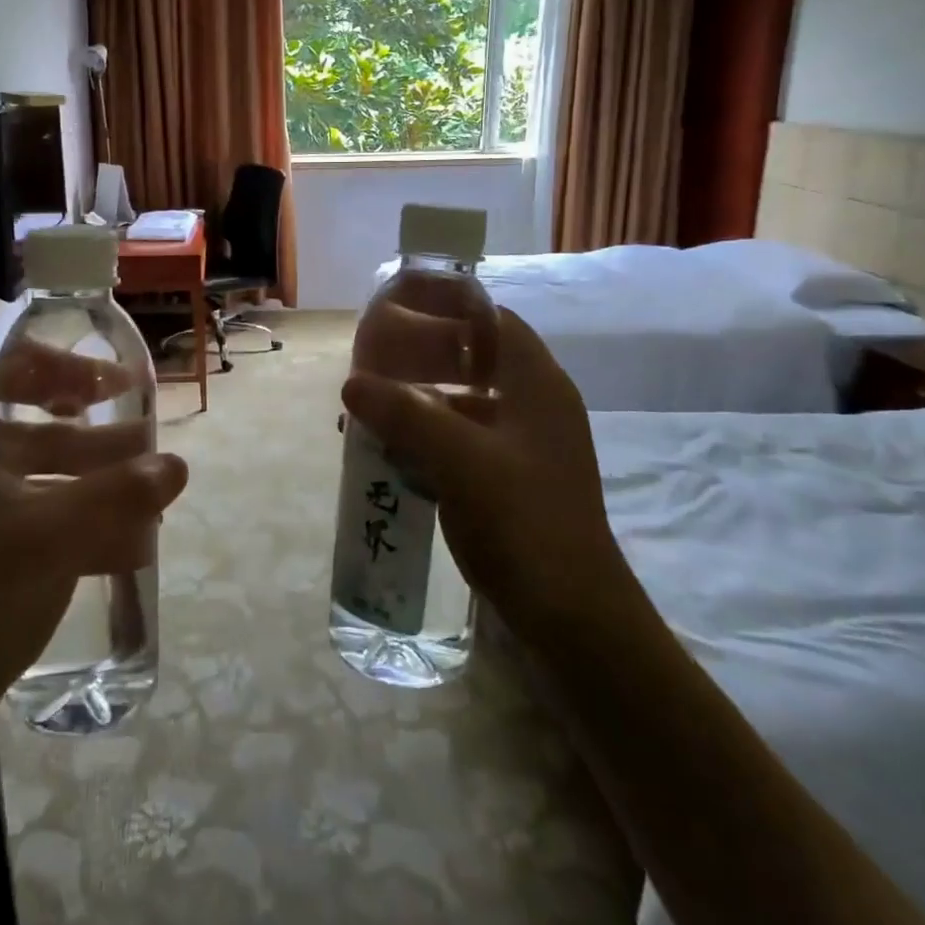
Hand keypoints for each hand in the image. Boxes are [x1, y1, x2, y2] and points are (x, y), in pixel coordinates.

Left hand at [0, 351, 187, 729]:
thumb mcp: (51, 537)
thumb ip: (117, 496)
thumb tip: (176, 465)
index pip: (3, 377)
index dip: (54, 368)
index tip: (106, 381)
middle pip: (32, 429)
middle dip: (92, 431)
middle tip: (143, 436)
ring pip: (44, 478)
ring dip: (96, 477)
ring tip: (149, 487)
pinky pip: (45, 520)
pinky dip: (85, 521)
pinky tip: (131, 541)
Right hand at [341, 307, 635, 632]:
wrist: (572, 616)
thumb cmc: (523, 522)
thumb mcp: (459, 460)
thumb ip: (404, 414)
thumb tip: (352, 383)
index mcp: (536, 385)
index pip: (493, 320)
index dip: (448, 307)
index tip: (399, 309)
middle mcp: (535, 406)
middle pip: (476, 360)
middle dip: (423, 357)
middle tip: (374, 360)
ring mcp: (526, 447)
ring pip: (466, 404)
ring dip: (421, 401)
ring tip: (373, 408)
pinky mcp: (513, 481)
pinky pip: (464, 442)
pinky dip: (429, 438)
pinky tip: (393, 453)